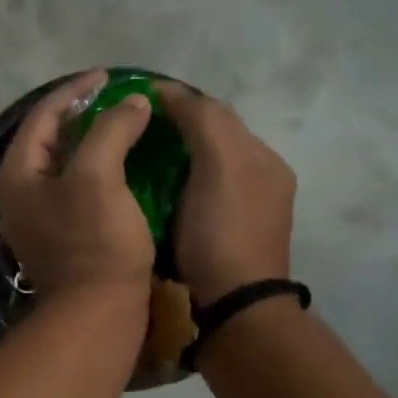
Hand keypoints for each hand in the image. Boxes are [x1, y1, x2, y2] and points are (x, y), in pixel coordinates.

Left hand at [0, 71, 156, 303]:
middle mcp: (19, 196)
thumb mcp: (99, 176)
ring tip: (124, 128)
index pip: (41, 116)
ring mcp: (38, 221)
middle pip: (49, 140)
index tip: (110, 77)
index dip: (76, 90)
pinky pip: (76, 191)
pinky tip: (124, 169)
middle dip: (83, 116)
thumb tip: (132, 102)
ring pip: (64, 167)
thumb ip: (111, 129)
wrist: (98, 313)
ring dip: (92, 144)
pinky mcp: (61, 240)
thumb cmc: (95, 241)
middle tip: (118, 101)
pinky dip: (98, 172)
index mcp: (16, 175)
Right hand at [156, 84, 295, 303]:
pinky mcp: (231, 240)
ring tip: (141, 161)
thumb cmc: (222, 232)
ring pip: (208, 170)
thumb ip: (202, 120)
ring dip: (179, 160)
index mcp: (262, 158)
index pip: (217, 112)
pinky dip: (182, 188)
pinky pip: (204, 198)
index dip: (179, 101)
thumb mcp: (218, 164)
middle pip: (215, 141)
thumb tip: (171, 92)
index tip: (137, 101)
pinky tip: (160, 196)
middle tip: (134, 132)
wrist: (235, 306)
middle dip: (178, 130)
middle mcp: (262, 180)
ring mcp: (249, 213)